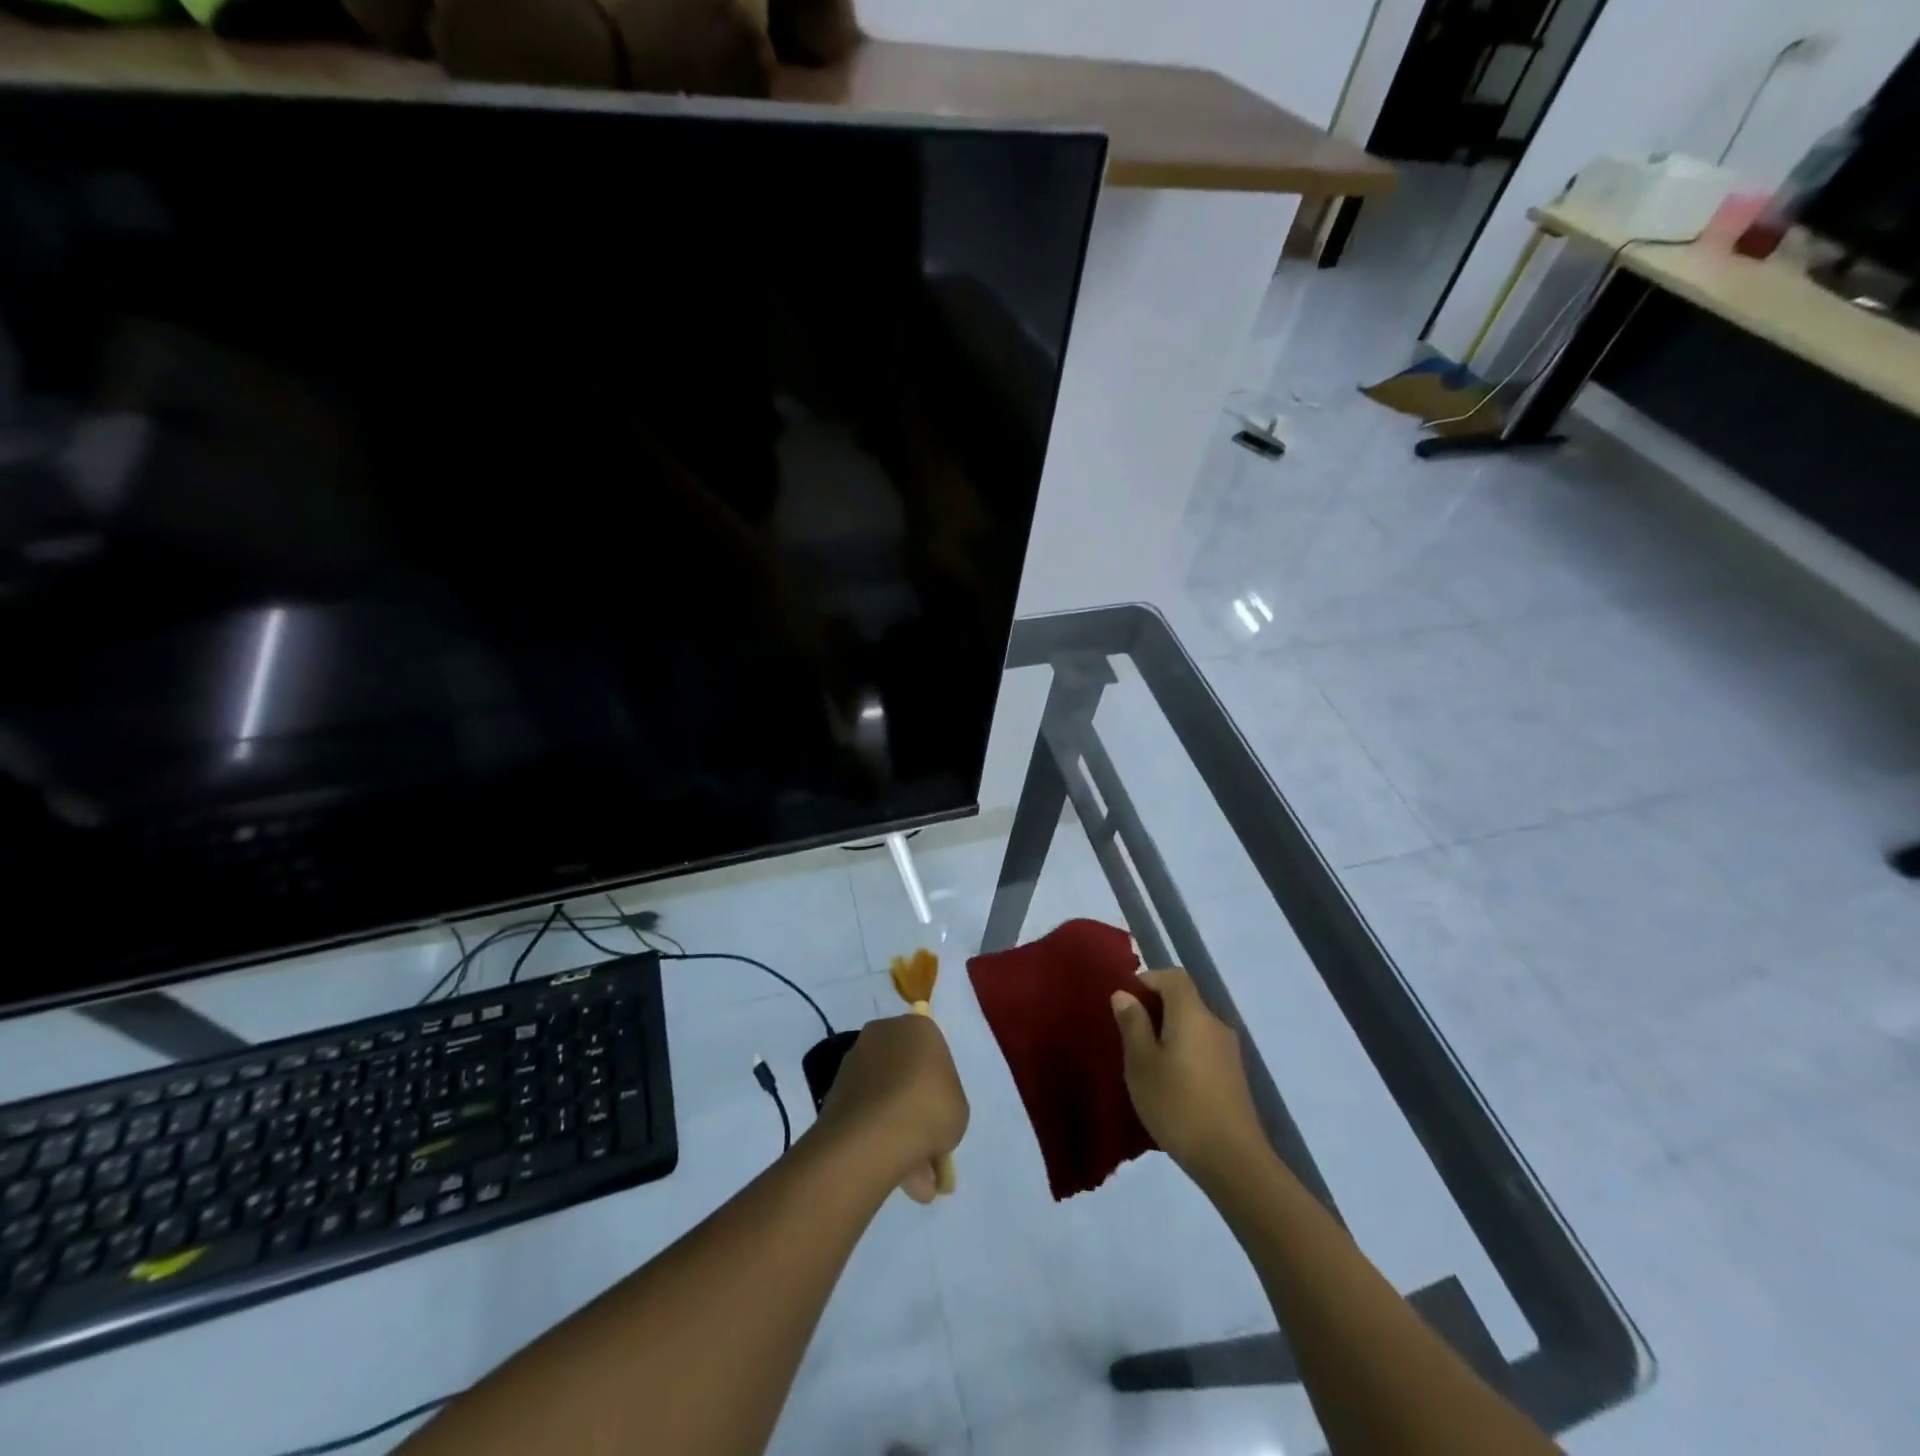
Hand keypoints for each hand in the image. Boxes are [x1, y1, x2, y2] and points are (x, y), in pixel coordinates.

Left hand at [815, 1014, 967, 1203]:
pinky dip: (876, 1136)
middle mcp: (884, 1033)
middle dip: (915, 1106)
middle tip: (928, 1145)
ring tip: (914, 1177)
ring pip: (884, 1095)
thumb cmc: (929, 1109)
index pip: (934, 1050)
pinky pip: (865, 1112)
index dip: (940, 1084)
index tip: (942, 1111)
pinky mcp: (834, 1089)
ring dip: (897, 1128)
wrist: (874, 1135)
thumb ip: (946, 1103)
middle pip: (905, 1071)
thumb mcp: (959, 1108)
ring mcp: (855, 1060)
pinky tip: (892, 1171)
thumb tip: (928, 1116)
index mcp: (918, 1027)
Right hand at [1112, 969, 1264, 1180]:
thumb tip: (1125, 994)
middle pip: (1184, 1000)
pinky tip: (1169, 1083)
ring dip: (1169, 1033)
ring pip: (1193, 1026)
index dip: (1148, 980)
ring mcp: (1228, 1052)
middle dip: (1155, 1009)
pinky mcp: (1234, 1076)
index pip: (1173, 976)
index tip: (1125, 1002)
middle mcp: (1215, 1024)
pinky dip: (1183, 1052)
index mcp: (1192, 1013)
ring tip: (1145, 1062)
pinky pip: (1203, 1048)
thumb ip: (1132, 1024)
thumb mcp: (1141, 1063)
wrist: (1232, 1160)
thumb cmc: (1178, 1104)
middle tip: (1129, 1034)